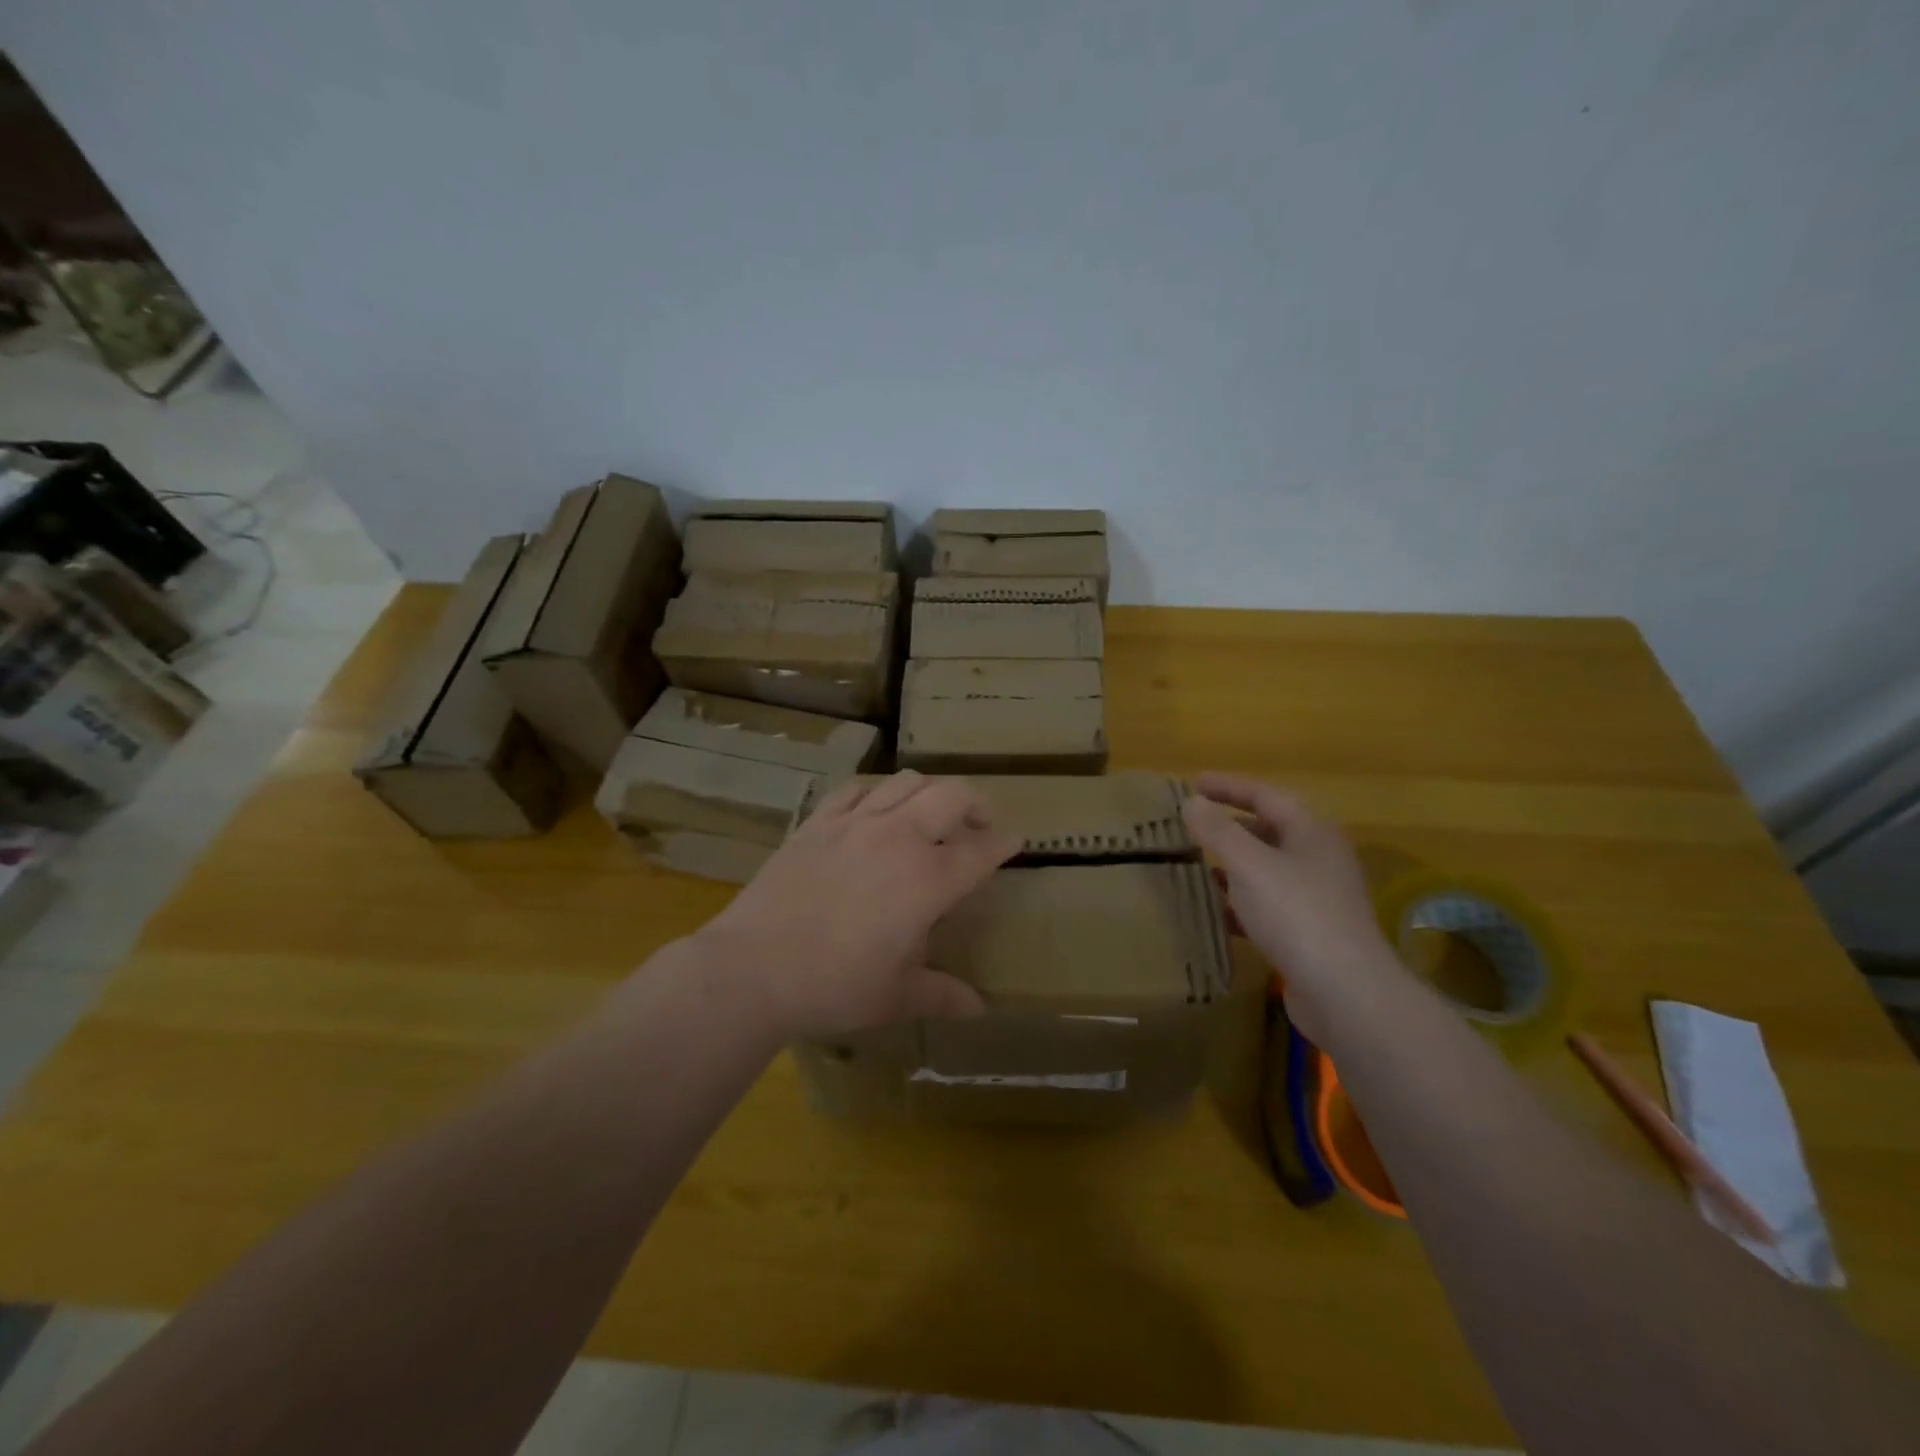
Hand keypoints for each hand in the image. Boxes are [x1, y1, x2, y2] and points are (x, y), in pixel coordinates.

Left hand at [692, 772, 1020, 1041]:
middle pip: (952, 794)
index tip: (1017, 840)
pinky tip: (875, 807)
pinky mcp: (818, 822)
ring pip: (907, 782)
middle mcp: (899, 838)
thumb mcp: (896, 997)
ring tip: (930, 813)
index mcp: (928, 879)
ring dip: (930, 792)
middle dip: (977, 803)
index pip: (981, 850)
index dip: (1005, 843)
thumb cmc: (834, 986)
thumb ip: (942, 995)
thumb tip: (979, 1008)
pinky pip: (856, 788)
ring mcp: (856, 823)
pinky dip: (877, 791)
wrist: (752, 968)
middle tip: (981, 823)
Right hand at [1181, 773, 1401, 1040]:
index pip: (1266, 795)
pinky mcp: (1309, 934)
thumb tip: (1192, 802)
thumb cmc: (1297, 914)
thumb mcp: (1249, 865)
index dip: (1228, 786)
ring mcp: (1317, 899)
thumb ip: (1218, 831)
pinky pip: (1267, 907)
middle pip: (1269, 831)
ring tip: (1194, 864)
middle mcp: (1319, 860)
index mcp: (1312, 833)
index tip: (1193, 782)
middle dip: (1230, 826)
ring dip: (1232, 866)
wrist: (1346, 992)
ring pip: (1266, 871)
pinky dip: (1239, 904)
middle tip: (1192, 824)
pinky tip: (1213, 913)